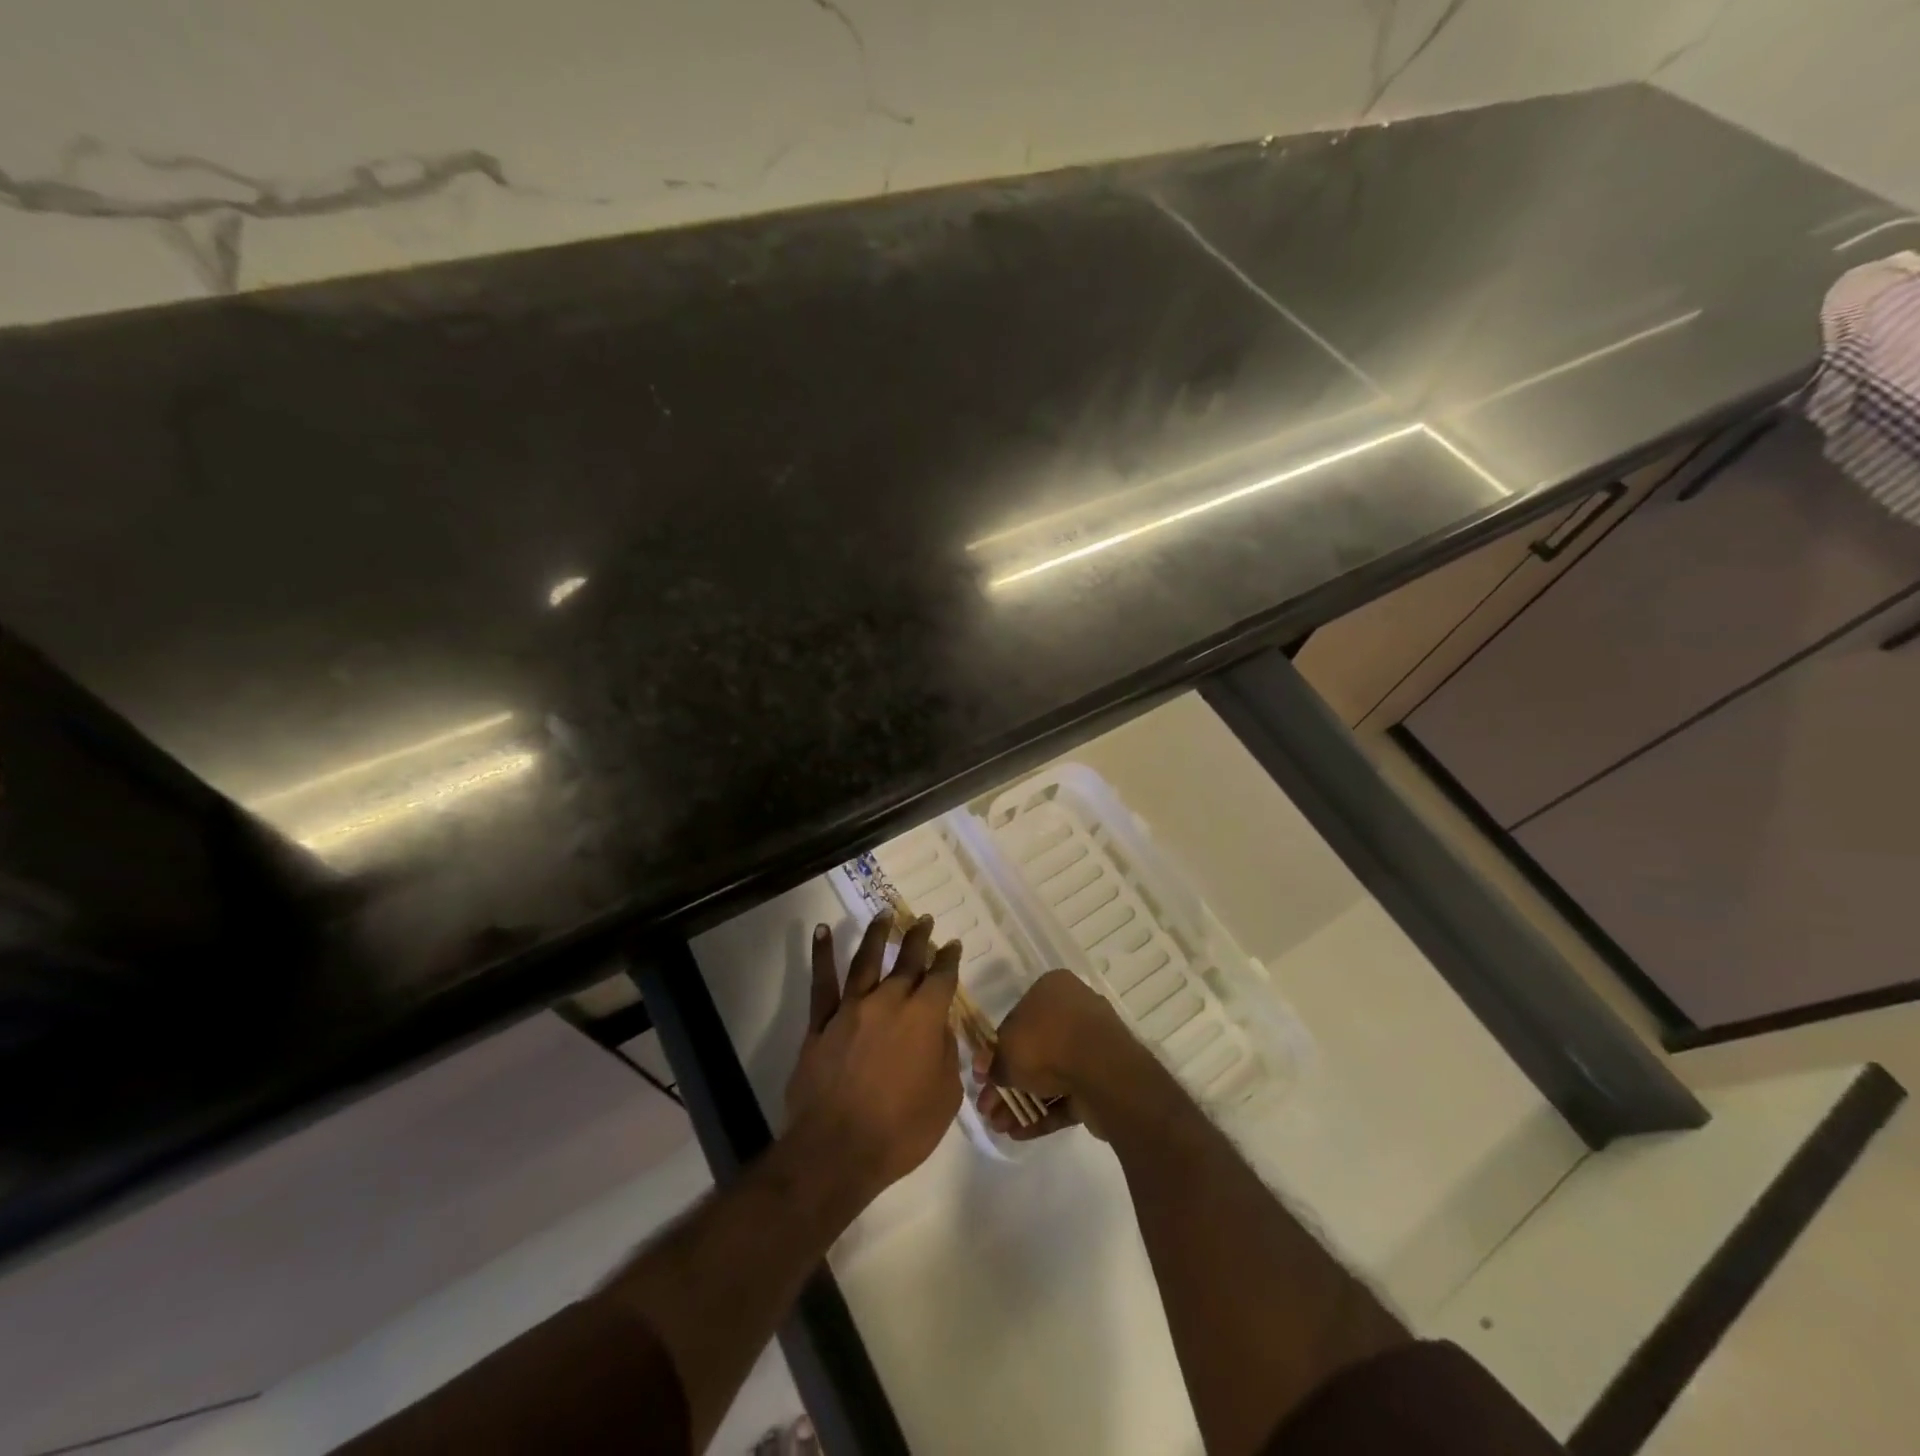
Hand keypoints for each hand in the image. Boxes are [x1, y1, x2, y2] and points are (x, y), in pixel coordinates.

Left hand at [785, 911, 961, 1201]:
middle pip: (907, 961)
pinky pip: (822, 982)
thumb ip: (946, 1055)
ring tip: (885, 913)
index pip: (941, 978)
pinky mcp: (821, 1022)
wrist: (837, 1150)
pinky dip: (822, 953)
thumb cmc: (901, 1131)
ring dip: (878, 934)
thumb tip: (940, 1028)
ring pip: (867, 960)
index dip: (949, 959)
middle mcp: (889, 1002)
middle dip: (918, 938)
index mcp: (924, 1018)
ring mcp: (852, 1008)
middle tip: (925, 920)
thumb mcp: (944, 1097)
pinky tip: (822, 930)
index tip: (952, 945)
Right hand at [975, 969, 1140, 1141]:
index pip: (1017, 1019)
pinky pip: (1068, 1095)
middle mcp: (1074, 1012)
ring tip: (999, 1127)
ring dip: (1023, 1102)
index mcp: (1053, 990)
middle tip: (987, 1109)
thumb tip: (983, 1071)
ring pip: (1050, 1076)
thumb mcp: (1007, 1051)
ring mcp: (1092, 1048)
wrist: (1102, 1072)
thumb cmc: (1047, 1044)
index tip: (984, 1077)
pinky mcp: (1102, 1080)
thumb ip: (992, 1062)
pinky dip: (1045, 1113)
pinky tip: (1019, 1133)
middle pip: (1033, 1050)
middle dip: (1009, 1084)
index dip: (997, 1051)